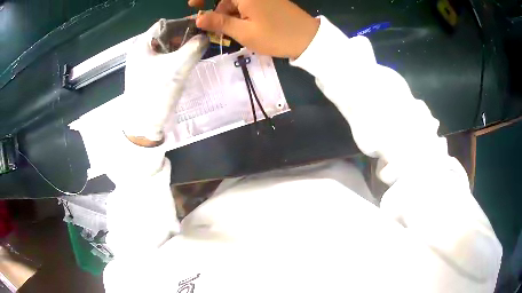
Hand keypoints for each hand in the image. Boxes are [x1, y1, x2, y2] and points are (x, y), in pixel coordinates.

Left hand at [123, 20, 208, 144]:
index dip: (184, 25)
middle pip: (164, 35)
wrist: (142, 124)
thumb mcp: (178, 67)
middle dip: (183, 37)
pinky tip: (182, 65)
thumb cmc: (156, 92)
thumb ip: (194, 47)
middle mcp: (139, 50)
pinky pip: (161, 59)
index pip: (166, 24)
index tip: (200, 31)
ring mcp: (140, 62)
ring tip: (193, 54)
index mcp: (142, 44)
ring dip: (179, 49)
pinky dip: (173, 58)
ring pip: (164, 48)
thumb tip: (205, 36)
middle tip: (199, 44)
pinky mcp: (144, 73)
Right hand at [189, 0, 319, 58]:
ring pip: (237, 2)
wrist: (309, 39)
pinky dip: (241, 14)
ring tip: (229, 33)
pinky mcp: (269, 1)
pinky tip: (242, 27)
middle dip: (217, 11)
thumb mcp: (244, 32)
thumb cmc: (276, 36)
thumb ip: (220, 23)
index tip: (192, 5)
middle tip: (213, 29)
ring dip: (229, 15)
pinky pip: (248, 4)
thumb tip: (198, 18)